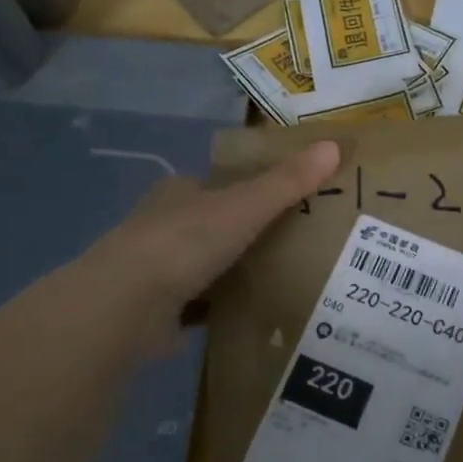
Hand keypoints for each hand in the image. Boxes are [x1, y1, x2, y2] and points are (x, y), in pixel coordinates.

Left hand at [74, 140, 340, 355]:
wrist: (127, 306)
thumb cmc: (186, 243)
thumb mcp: (245, 206)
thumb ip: (286, 181)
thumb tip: (334, 145)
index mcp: (179, 192)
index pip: (220, 184)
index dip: (251, 190)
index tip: (287, 204)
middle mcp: (163, 226)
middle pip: (214, 225)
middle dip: (245, 235)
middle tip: (293, 247)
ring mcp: (156, 270)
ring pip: (205, 265)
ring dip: (232, 273)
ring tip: (280, 282)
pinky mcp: (156, 310)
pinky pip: (198, 305)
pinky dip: (220, 309)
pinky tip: (248, 316)